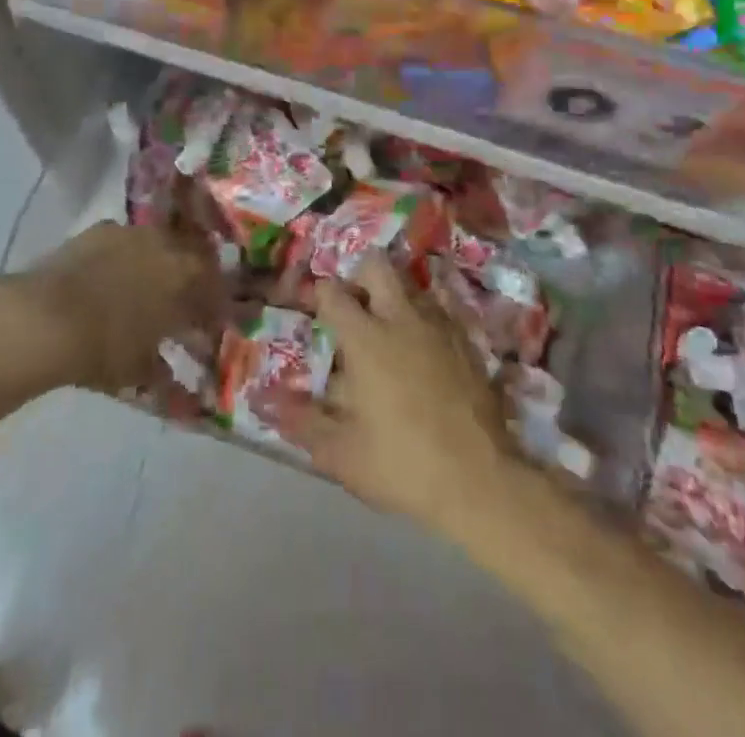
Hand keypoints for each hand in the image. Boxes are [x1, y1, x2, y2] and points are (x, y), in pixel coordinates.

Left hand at [12, 220, 222, 391]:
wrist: (45, 319)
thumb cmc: (104, 347)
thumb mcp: (140, 370)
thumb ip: (166, 374)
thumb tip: (181, 390)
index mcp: (187, 276)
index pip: (216, 288)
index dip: (215, 306)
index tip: (210, 323)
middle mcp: (168, 245)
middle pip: (193, 257)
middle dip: (193, 278)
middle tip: (184, 301)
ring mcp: (133, 232)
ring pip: (159, 243)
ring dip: (159, 262)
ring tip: (147, 286)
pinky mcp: (101, 229)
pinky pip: (125, 241)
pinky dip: (125, 256)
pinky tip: (112, 275)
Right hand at [270, 255, 517, 532]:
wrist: (479, 479)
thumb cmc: (401, 464)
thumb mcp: (341, 453)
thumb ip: (302, 421)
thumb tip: (265, 400)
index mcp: (365, 339)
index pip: (334, 293)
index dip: (321, 295)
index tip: (317, 309)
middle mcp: (401, 318)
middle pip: (377, 266)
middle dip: (360, 276)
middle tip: (354, 306)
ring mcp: (438, 325)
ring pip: (411, 285)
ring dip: (395, 296)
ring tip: (388, 327)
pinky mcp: (467, 340)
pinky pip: (441, 309)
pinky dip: (425, 316)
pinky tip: (423, 346)